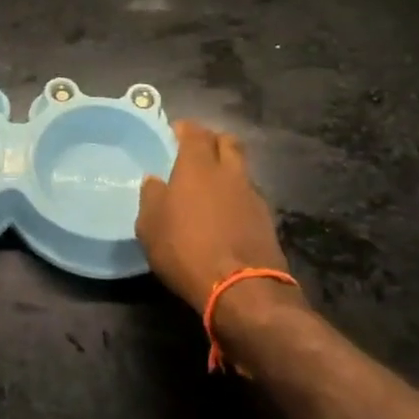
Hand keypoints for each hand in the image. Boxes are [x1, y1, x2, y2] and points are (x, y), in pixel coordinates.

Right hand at [137, 121, 292, 311]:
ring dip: (228, 170)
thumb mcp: (150, 226)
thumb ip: (151, 197)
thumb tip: (154, 180)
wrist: (242, 289)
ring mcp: (252, 195)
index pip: (195, 132)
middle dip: (213, 141)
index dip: (185, 129)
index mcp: (198, 166)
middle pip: (227, 142)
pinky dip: (238, 197)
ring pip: (241, 169)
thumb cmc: (186, 250)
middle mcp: (228, 172)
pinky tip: (227, 213)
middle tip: (198, 152)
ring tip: (213, 186)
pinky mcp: (267, 220)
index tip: (175, 133)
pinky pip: (249, 196)